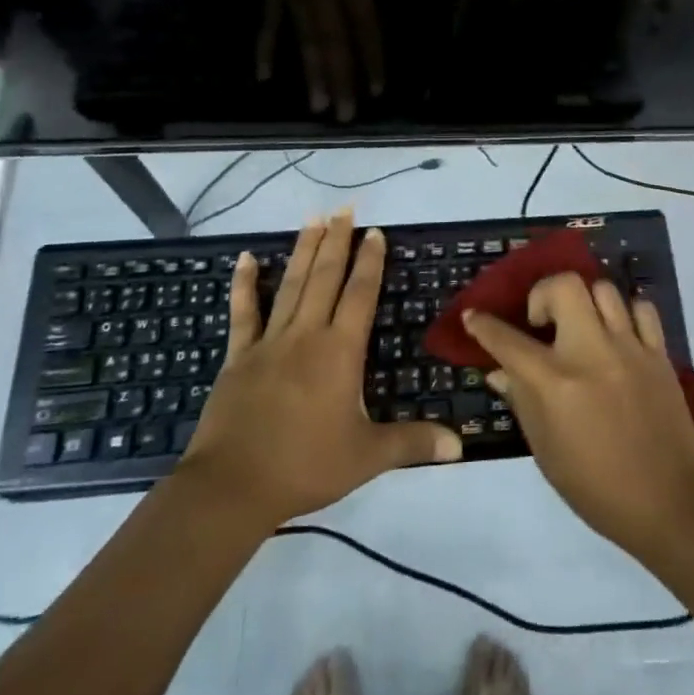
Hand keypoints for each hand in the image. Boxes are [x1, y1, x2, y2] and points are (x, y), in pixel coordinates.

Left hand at [183, 211, 459, 528]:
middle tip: (344, 208)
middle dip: (337, 241)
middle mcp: (306, 335)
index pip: (360, 294)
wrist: (233, 486)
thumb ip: (412, 443)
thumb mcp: (367, 457)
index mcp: (340, 351)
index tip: (375, 232)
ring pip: (291, 285)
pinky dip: (244, 284)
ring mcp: (269, 342)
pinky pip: (243, 313)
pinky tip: (246, 259)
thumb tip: (460, 446)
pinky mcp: (239, 356)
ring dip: (303, 250)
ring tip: (312, 218)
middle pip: (325, 277)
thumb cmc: (306, 465)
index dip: (370, 262)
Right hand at [465, 274, 693, 552]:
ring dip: (584, 302)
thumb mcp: (545, 451)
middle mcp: (590, 352)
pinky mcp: (659, 353)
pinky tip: (618, 334)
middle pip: (564, 286)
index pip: (507, 339)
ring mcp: (629, 347)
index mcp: (555, 382)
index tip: (473, 316)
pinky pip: (641, 308)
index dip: (483, 324)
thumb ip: (521, 401)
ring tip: (582, 326)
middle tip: (542, 323)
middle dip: (543, 294)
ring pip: (603, 288)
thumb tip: (498, 370)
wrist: (669, 504)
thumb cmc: (596, 487)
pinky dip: (625, 313)